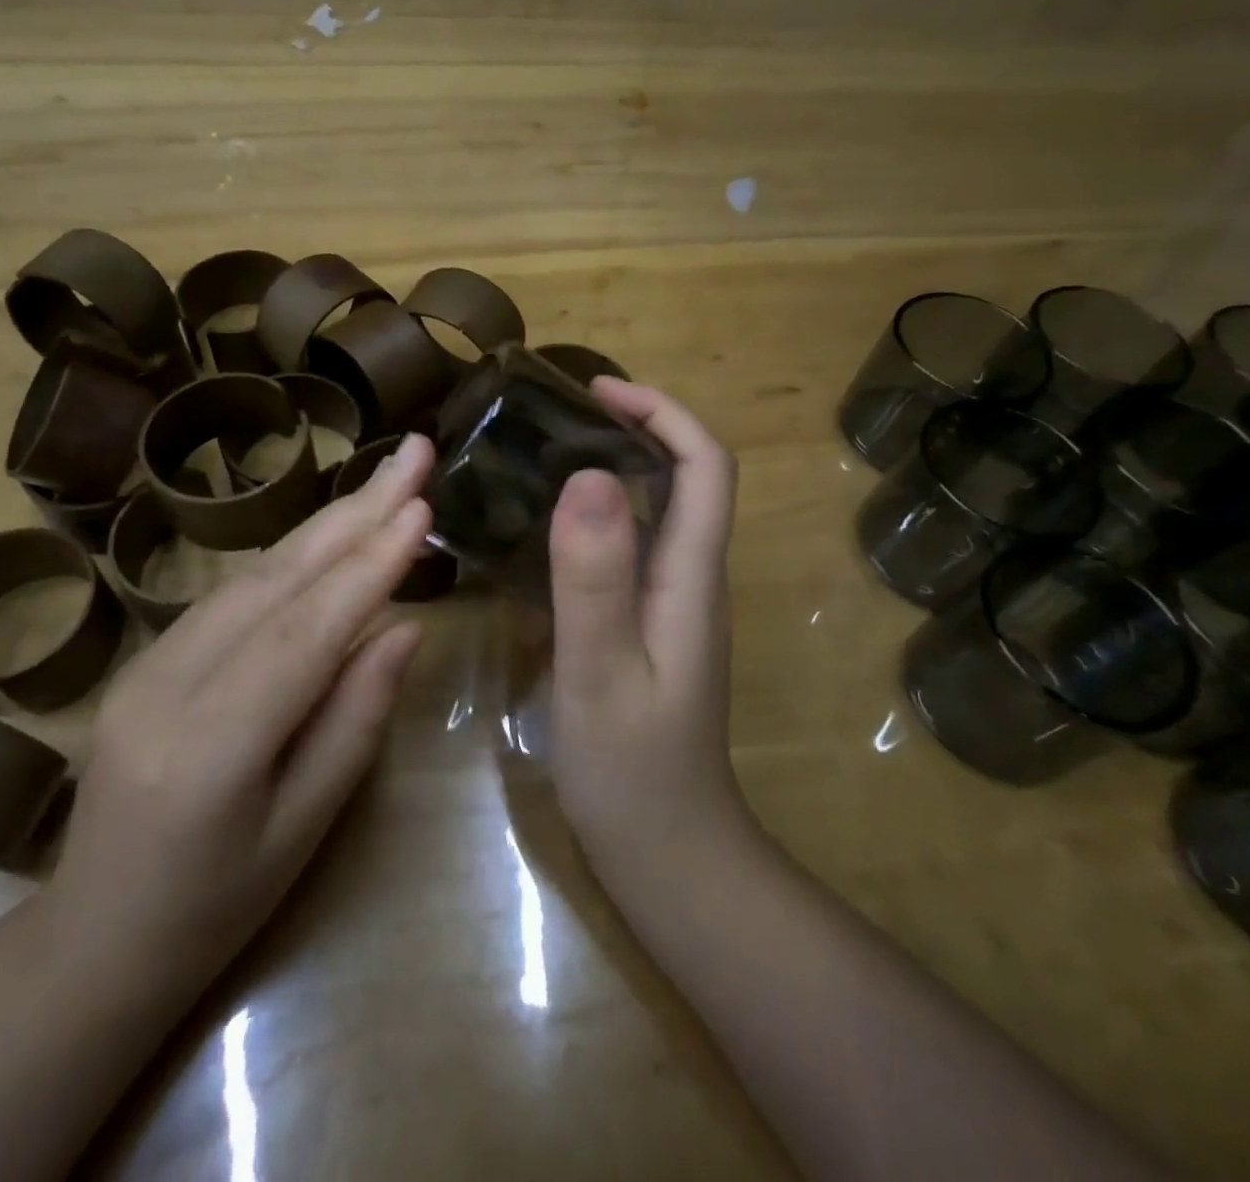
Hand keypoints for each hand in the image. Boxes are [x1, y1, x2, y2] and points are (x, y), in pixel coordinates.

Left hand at [37, 434, 434, 1009]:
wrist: (92, 939)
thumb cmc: (215, 907)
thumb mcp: (303, 830)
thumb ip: (355, 720)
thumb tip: (405, 627)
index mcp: (209, 746)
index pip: (306, 633)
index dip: (370, 566)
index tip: (422, 506)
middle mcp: (167, 685)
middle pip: (276, 579)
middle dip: (354, 510)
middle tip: (411, 452)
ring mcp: (146, 663)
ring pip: (253, 575)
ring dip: (327, 523)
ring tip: (385, 481)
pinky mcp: (146, 657)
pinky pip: (232, 594)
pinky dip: (291, 557)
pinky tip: (331, 533)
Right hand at [546, 381, 748, 879]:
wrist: (670, 857)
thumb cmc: (634, 771)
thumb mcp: (602, 673)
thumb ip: (595, 578)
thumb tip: (588, 475)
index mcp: (691, 579)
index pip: (704, 466)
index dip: (662, 414)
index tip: (598, 392)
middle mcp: (692, 581)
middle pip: (687, 479)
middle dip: (636, 430)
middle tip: (559, 418)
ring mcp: (674, 608)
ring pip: (659, 514)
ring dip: (615, 470)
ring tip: (545, 457)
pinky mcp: (651, 631)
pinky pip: (632, 553)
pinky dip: (598, 521)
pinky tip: (546, 534)